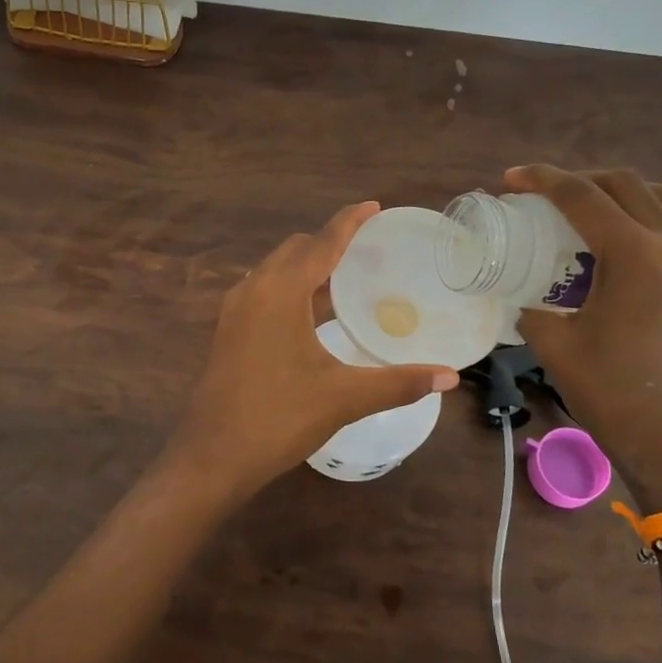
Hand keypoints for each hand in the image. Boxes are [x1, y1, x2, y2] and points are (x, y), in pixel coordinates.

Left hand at [169, 202, 457, 499]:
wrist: (212, 456)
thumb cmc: (278, 419)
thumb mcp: (343, 398)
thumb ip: (398, 383)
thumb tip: (449, 377)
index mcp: (280, 292)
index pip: (321, 243)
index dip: (349, 222)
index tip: (373, 206)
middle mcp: (253, 289)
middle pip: (295, 250)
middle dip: (328, 243)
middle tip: (366, 251)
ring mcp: (234, 310)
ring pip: (275, 271)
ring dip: (307, 267)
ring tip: (344, 279)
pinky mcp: (227, 331)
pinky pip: (264, 292)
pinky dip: (290, 289)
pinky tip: (311, 315)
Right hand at [505, 166, 661, 511]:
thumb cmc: (612, 392)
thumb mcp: (554, 345)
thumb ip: (532, 308)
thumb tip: (525, 296)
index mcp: (635, 255)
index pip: (583, 196)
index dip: (541, 180)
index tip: (509, 180)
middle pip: (624, 184)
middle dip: (577, 179)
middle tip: (540, 195)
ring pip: (659, 196)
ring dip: (617, 191)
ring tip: (582, 209)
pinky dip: (643, 214)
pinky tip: (618, 240)